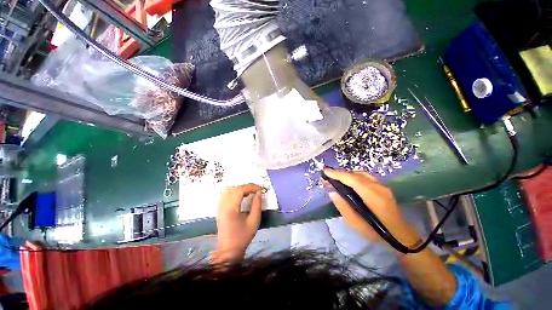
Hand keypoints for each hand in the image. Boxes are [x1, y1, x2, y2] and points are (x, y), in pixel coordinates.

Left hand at [213, 184, 262, 262]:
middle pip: (234, 188)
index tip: (260, 189)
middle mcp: (223, 206)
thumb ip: (257, 205)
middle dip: (246, 187)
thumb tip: (258, 193)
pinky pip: (225, 194)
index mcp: (231, 209)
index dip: (251, 187)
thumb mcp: (254, 221)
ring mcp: (219, 207)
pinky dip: (234, 191)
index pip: (240, 190)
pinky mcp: (219, 209)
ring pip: (228, 190)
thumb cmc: (243, 236)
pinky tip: (240, 196)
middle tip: (256, 190)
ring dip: (239, 188)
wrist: (229, 250)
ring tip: (249, 192)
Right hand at [324, 168, 419, 247]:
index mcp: (373, 197)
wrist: (401, 236)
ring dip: (347, 174)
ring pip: (361, 174)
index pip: (352, 179)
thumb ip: (343, 207)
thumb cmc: (377, 233)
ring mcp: (382, 186)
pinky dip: (354, 176)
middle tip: (327, 178)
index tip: (325, 171)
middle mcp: (378, 187)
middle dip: (340, 174)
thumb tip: (332, 192)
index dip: (337, 174)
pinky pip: (365, 177)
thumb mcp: (356, 224)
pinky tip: (348, 182)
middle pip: (356, 174)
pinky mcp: (383, 187)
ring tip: (336, 179)